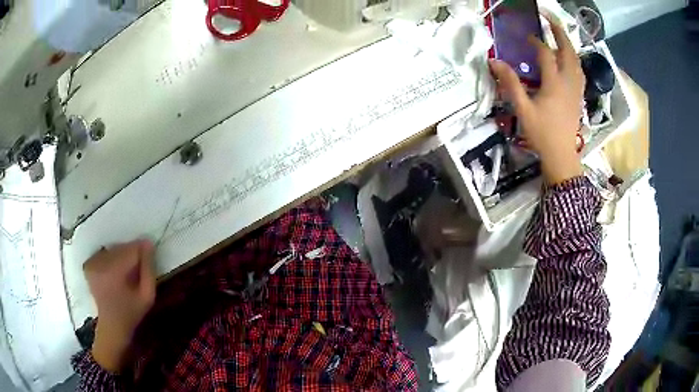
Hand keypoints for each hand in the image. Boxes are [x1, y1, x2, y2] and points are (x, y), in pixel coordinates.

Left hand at [84, 240, 155, 371]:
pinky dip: (112, 257)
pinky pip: (104, 252)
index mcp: (114, 272)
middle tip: (139, 267)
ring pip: (113, 249)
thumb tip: (148, 244)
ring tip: (127, 270)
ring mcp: (92, 263)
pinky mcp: (88, 264)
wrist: (111, 325)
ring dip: (122, 255)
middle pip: (121, 247)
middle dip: (132, 252)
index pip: (131, 249)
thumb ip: (149, 270)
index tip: (150, 254)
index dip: (142, 250)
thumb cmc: (132, 313)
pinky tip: (115, 270)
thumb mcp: (148, 296)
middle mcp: (100, 263)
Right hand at [489, 17, 584, 183]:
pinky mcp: (579, 95)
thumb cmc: (542, 134)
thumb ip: (510, 83)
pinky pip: (579, 71)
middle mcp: (568, 82)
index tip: (526, 38)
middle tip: (548, 18)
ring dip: (568, 43)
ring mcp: (576, 89)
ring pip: (576, 59)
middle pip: (567, 50)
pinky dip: (574, 58)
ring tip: (558, 34)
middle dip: (558, 31)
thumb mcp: (523, 110)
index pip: (546, 53)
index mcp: (554, 84)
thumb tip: (494, 62)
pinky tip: (568, 58)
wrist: (561, 155)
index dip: (536, 42)